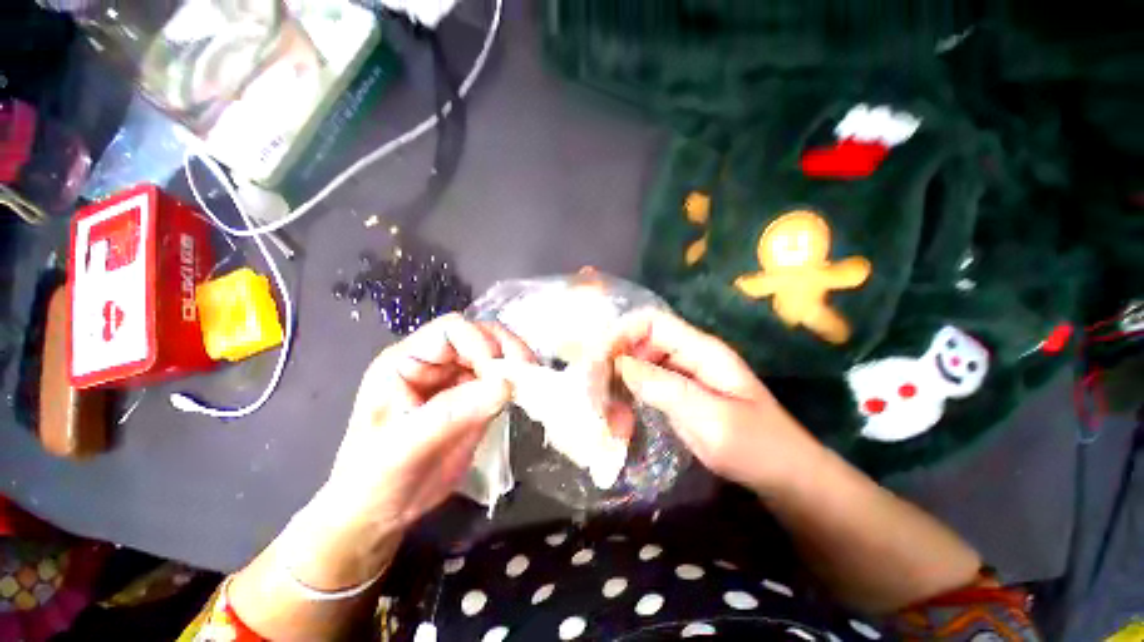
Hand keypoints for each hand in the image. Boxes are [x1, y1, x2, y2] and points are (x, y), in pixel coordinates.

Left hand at [292, 314, 532, 588]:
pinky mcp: (475, 398)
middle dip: (505, 349)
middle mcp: (434, 363)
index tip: (500, 371)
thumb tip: (506, 385)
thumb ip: (452, 413)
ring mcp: (457, 380)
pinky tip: (526, 392)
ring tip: (531, 380)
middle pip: (479, 336)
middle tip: (526, 370)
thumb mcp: (404, 446)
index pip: (450, 330)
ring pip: (495, 354)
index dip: (480, 342)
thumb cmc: (374, 479)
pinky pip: (501, 380)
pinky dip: (517, 382)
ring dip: (516, 363)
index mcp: (406, 362)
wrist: (381, 514)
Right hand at [596, 309, 825, 494]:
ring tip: (605, 411)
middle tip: (594, 392)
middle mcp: (687, 355)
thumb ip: (665, 388)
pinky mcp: (676, 393)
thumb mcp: (712, 419)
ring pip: (637, 363)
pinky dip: (626, 396)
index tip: (599, 360)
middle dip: (612, 361)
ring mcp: (681, 375)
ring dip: (616, 382)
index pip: (651, 321)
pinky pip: (643, 384)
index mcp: (701, 350)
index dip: (621, 332)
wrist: (783, 474)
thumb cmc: (756, 446)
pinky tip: (619, 416)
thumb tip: (620, 363)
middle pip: (639, 341)